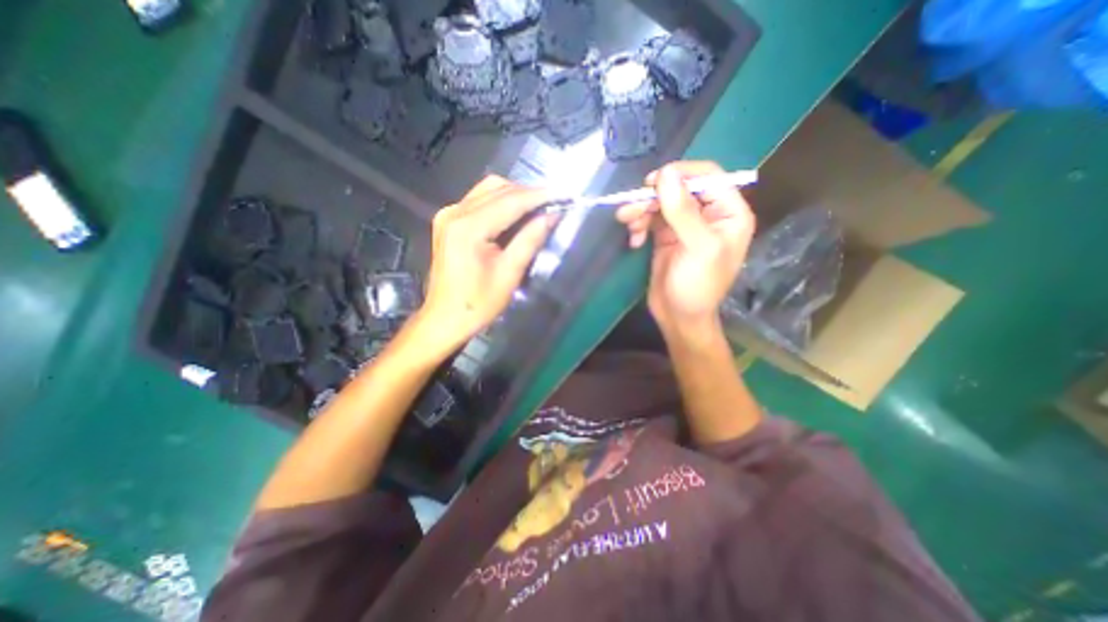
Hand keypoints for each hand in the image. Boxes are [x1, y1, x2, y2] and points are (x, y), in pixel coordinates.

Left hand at [410, 176, 559, 355]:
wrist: (445, 318)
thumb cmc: (478, 303)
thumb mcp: (509, 274)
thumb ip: (530, 240)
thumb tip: (551, 216)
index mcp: (468, 228)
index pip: (510, 201)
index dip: (539, 195)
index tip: (564, 193)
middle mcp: (454, 212)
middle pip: (497, 189)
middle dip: (528, 193)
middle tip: (554, 202)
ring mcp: (448, 214)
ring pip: (488, 190)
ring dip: (515, 195)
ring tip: (538, 207)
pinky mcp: (448, 220)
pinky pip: (478, 200)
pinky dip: (500, 202)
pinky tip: (516, 213)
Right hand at [621, 161, 757, 334]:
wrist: (679, 318)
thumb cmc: (697, 286)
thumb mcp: (696, 248)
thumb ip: (683, 211)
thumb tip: (665, 174)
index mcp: (729, 213)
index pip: (708, 177)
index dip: (680, 174)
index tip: (653, 182)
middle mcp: (709, 215)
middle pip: (679, 189)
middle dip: (653, 197)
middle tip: (630, 208)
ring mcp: (685, 225)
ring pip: (661, 203)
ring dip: (641, 210)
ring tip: (626, 223)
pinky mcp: (666, 236)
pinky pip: (651, 219)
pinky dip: (639, 225)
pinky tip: (634, 241)